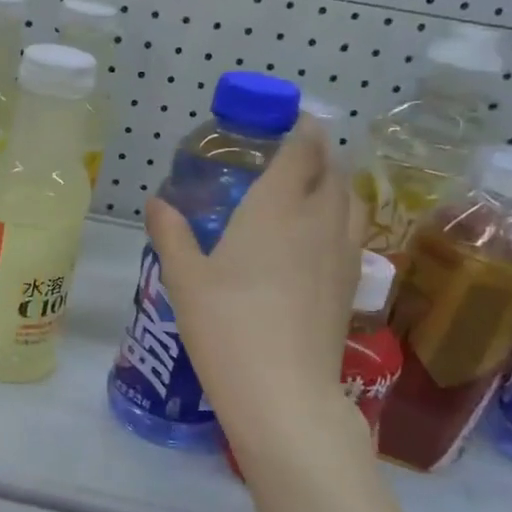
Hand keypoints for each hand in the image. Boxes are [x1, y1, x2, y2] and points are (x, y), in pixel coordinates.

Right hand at [146, 124, 364, 455]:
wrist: (282, 390)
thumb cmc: (225, 325)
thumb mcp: (184, 277)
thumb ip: (171, 233)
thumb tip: (156, 202)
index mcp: (276, 207)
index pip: (301, 150)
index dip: (300, 129)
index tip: (290, 120)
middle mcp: (318, 220)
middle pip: (333, 169)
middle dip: (318, 152)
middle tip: (292, 153)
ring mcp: (343, 252)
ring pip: (351, 199)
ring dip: (335, 182)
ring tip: (311, 187)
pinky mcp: (352, 283)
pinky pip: (354, 231)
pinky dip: (341, 216)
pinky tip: (318, 236)